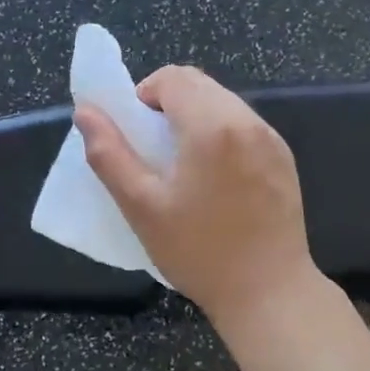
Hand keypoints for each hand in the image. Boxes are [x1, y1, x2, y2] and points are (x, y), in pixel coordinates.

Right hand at [75, 65, 318, 331]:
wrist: (269, 293)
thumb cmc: (198, 251)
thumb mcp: (141, 206)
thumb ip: (109, 153)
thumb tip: (85, 111)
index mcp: (211, 127)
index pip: (172, 77)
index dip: (144, 95)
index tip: (135, 134)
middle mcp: (247, 121)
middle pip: (199, 83)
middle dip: (167, 102)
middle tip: (153, 149)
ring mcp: (271, 139)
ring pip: (222, 101)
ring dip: (194, 116)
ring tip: (181, 164)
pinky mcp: (284, 158)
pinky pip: (243, 124)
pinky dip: (219, 132)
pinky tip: (213, 178)